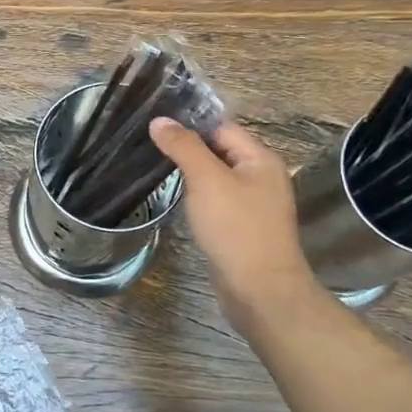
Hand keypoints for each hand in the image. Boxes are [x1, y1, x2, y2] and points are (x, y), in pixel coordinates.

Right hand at [150, 118, 319, 327]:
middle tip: (149, 144)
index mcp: (261, 160)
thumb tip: (160, 120)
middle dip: (188, 148)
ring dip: (192, 173)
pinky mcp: (244, 228)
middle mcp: (262, 178)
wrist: (260, 291)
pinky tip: (179, 201)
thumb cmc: (236, 228)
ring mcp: (255, 205)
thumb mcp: (206, 180)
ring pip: (218, 178)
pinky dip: (199, 197)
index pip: (222, 128)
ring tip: (156, 168)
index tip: (156, 123)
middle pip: (220, 151)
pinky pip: (218, 201)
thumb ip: (183, 147)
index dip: (190, 124)